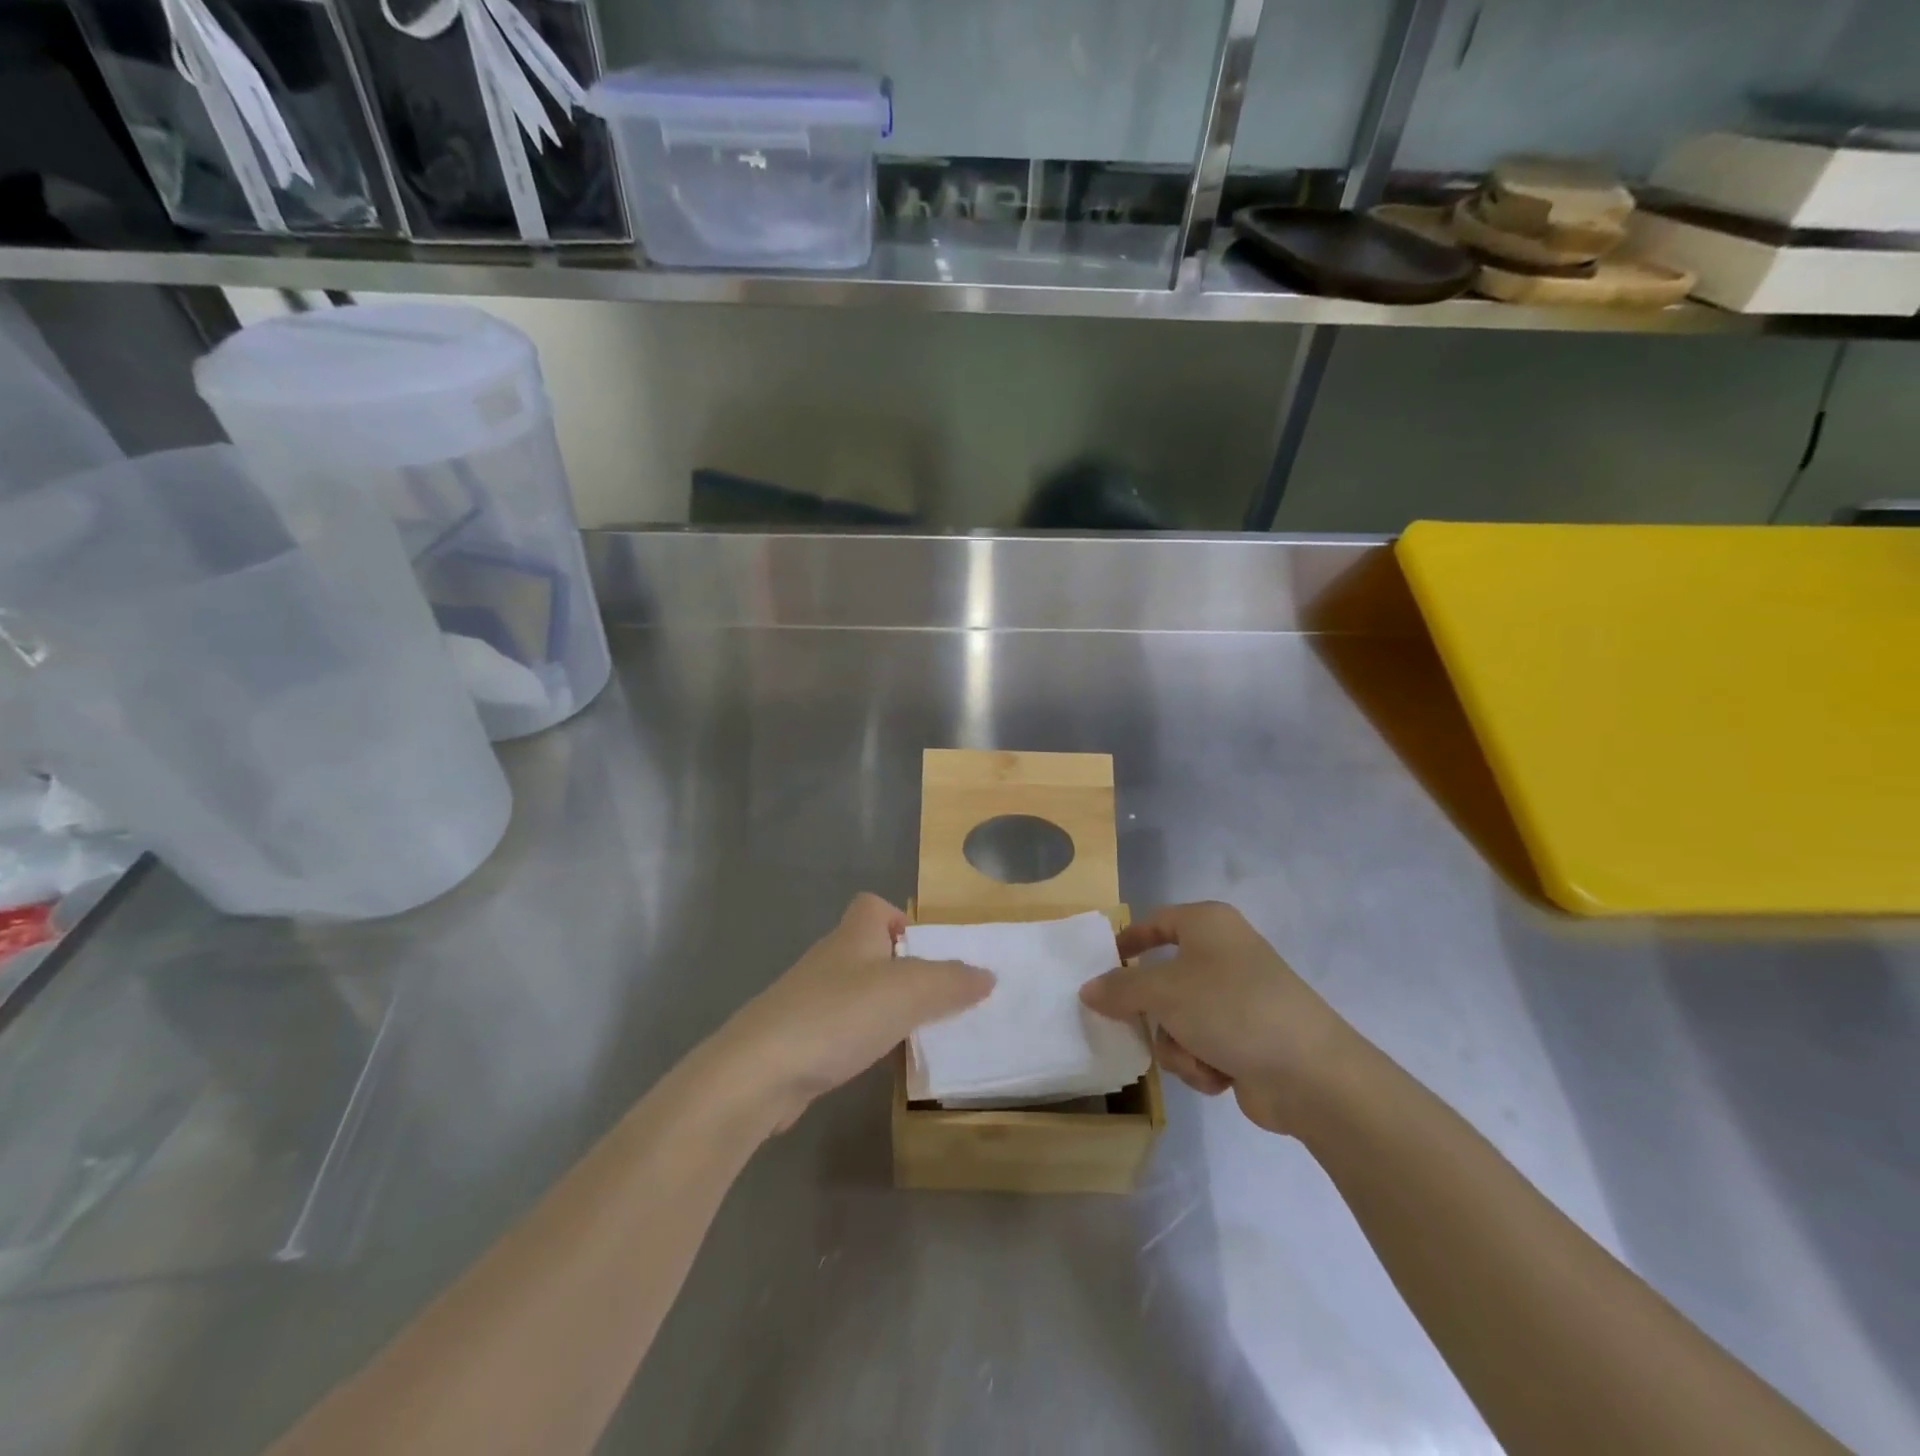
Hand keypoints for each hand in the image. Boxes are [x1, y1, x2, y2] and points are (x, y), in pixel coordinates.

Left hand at [716, 894, 992, 1132]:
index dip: (900, 919)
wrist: (759, 1072)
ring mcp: (808, 1000)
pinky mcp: (797, 1039)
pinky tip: (876, 1063)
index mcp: (853, 935)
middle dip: (902, 971)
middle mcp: (830, 959)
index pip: (873, 905)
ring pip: (856, 992)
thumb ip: (952, 981)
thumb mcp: (909, 991)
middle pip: (869, 950)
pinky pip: (840, 1028)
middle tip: (935, 1000)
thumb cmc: (838, 1015)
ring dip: (884, 1008)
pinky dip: (861, 1040)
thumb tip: (987, 975)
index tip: (926, 952)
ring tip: (915, 1034)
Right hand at [1080, 901, 1358, 1135]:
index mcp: (1207, 924)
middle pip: (1162, 979)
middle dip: (1154, 1013)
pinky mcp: (1247, 1038)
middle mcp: (1223, 953)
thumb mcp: (1163, 991)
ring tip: (1198, 1058)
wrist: (1309, 1073)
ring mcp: (1237, 998)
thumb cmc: (1231, 1009)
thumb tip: (1088, 989)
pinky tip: (1219, 1075)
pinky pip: (1200, 1045)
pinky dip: (1201, 1062)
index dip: (1127, 941)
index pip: (1155, 922)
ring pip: (1177, 1018)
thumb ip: (1119, 988)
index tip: (1101, 967)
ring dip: (1178, 1045)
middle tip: (1137, 1026)